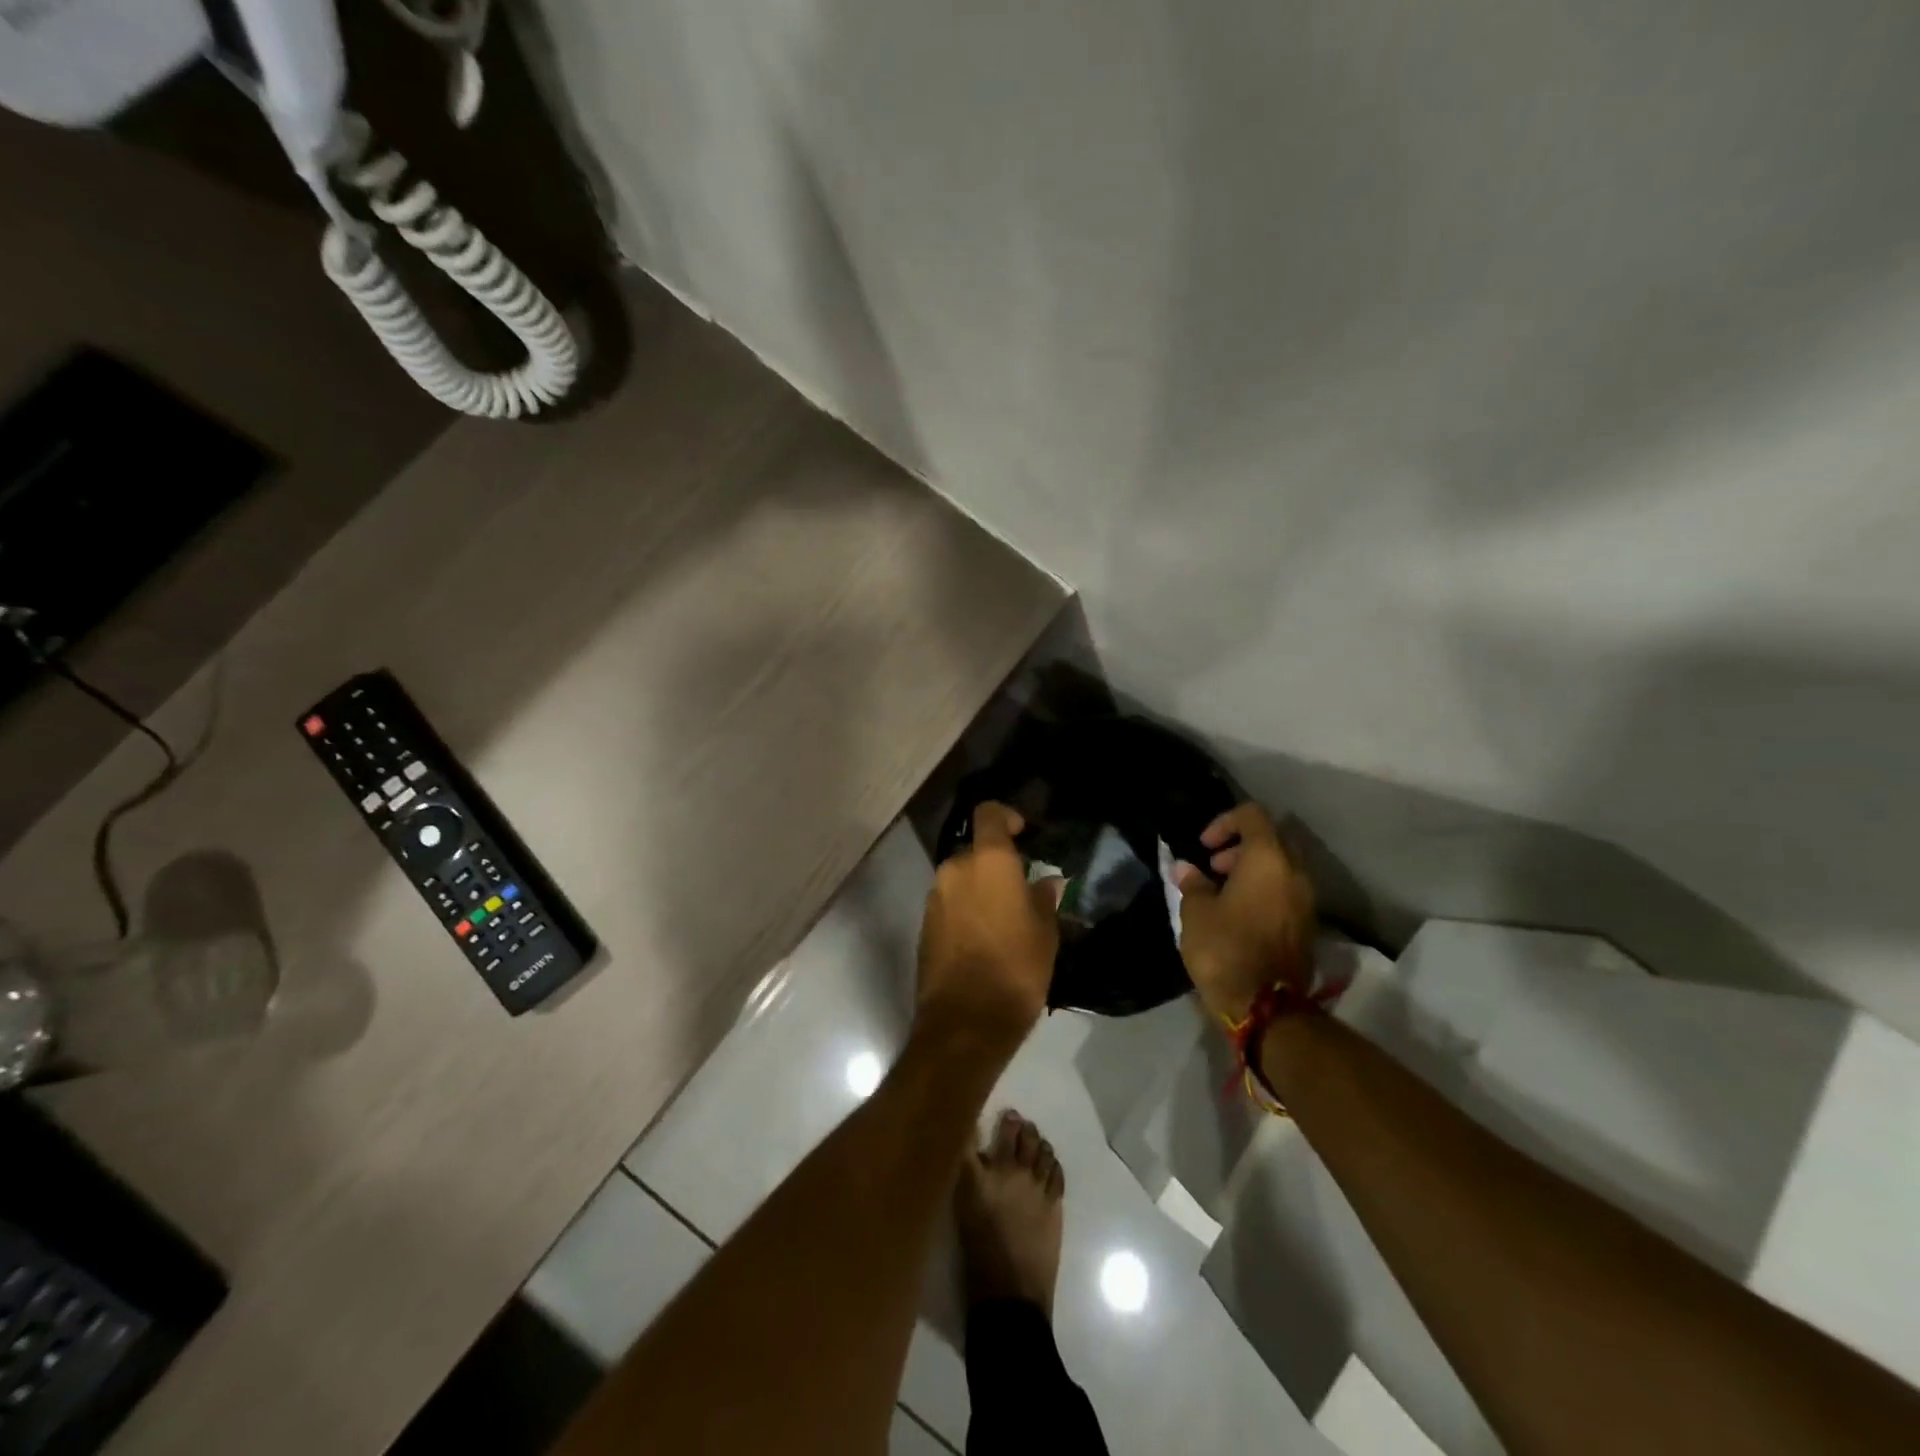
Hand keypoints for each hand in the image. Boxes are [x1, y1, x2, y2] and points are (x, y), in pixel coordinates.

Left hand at [916, 803, 1058, 1050]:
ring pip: (961, 878)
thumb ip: (1043, 899)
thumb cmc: (1015, 969)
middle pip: (975, 850)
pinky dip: (965, 909)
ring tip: (1004, 918)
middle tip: (1020, 888)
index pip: (989, 814)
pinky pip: (949, 903)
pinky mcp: (924, 924)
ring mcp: (935, 897)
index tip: (1023, 834)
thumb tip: (1046, 882)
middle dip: (995, 863)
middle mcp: (955, 869)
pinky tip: (984, 938)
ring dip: (979, 888)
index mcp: (988, 861)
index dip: (1006, 817)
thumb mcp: (1045, 933)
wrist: (965, 1022)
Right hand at [1174, 803, 1315, 1022]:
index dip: (1224, 822)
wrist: (1266, 1007)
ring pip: (1281, 867)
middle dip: (1240, 847)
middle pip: (1271, 840)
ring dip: (1252, 870)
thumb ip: (1193, 884)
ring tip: (1222, 893)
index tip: (1203, 846)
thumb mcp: (1196, 912)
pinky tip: (1238, 914)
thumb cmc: (1225, 948)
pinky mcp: (1307, 926)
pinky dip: (1264, 891)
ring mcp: (1306, 901)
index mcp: (1268, 859)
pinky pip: (1286, 892)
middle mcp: (1295, 873)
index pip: (1252, 816)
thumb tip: (1187, 869)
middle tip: (1213, 868)